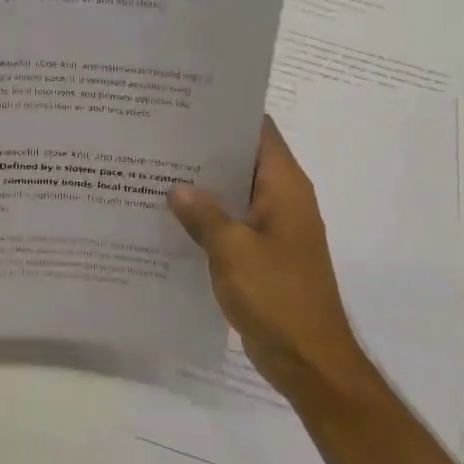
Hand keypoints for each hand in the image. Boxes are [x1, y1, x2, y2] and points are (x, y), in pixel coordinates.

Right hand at [169, 116, 367, 401]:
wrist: (308, 359)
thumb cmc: (277, 296)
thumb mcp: (232, 250)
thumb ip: (203, 214)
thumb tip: (177, 188)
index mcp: (285, 187)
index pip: (259, 131)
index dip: (227, 113)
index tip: (186, 104)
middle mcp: (283, 200)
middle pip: (243, 160)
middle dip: (204, 149)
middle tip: (157, 136)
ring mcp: (273, 229)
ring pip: (234, 194)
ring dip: (203, 187)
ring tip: (155, 170)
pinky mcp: (262, 255)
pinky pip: (231, 225)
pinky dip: (206, 219)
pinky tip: (169, 219)